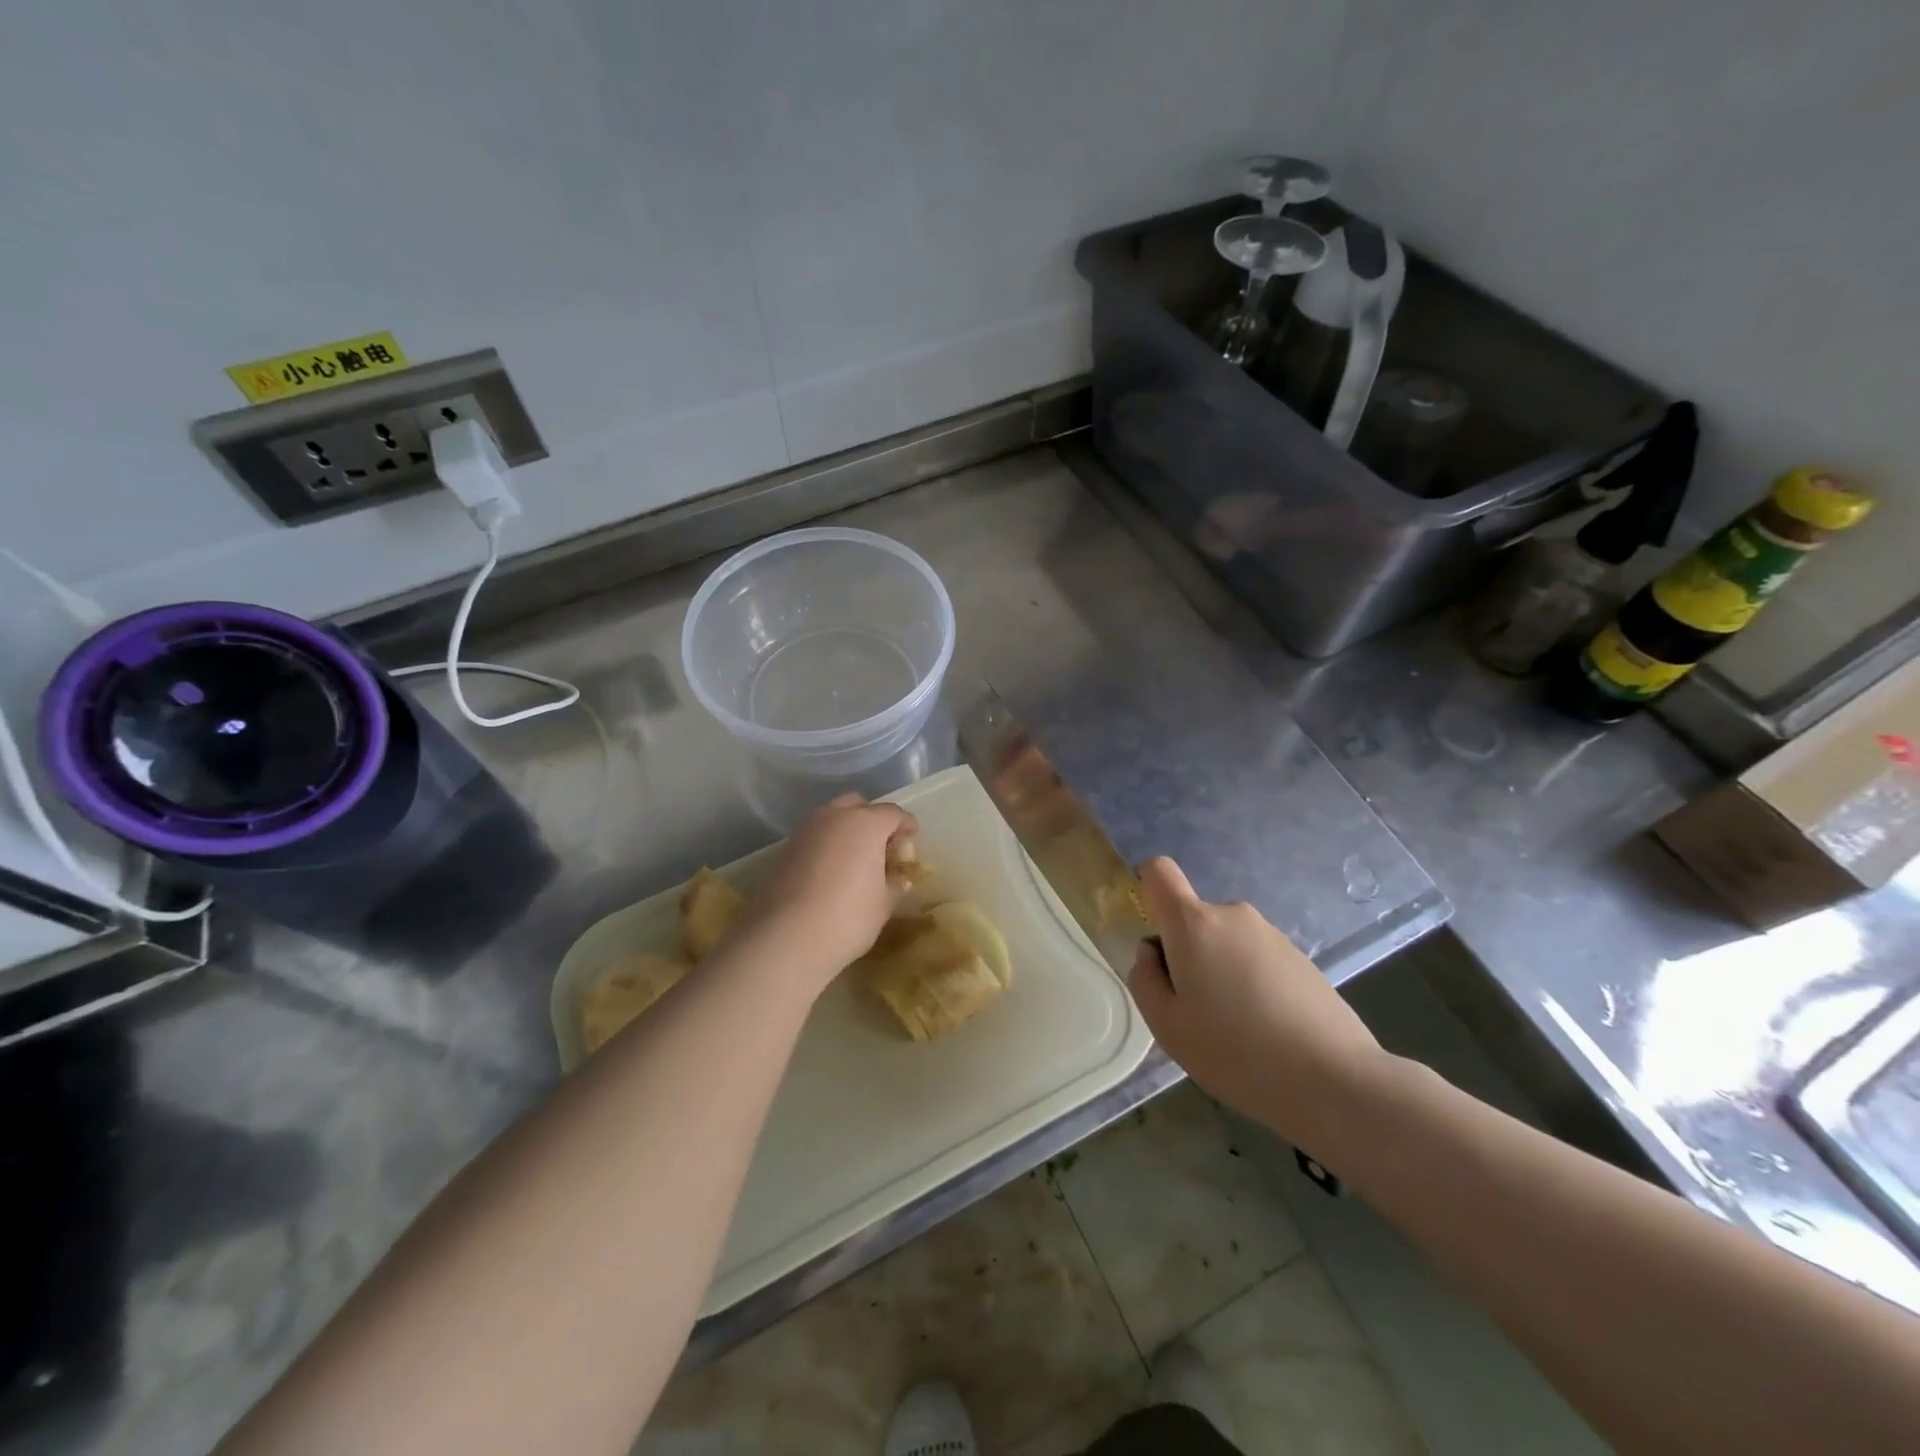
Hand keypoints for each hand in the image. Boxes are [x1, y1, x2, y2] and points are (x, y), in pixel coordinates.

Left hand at [736, 794, 918, 997]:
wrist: (787, 937)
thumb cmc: (848, 917)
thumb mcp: (883, 904)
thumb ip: (894, 885)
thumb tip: (899, 878)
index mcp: (865, 824)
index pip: (892, 814)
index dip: (906, 824)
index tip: (912, 836)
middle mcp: (834, 817)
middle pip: (858, 806)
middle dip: (872, 819)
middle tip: (882, 844)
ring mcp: (805, 831)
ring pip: (832, 818)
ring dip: (846, 831)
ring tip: (855, 859)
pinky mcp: (785, 850)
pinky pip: (814, 838)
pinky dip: (826, 846)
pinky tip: (830, 871)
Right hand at [1128, 856, 1386, 1151]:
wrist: (1333, 1080)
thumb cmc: (1234, 1051)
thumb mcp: (1167, 1025)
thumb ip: (1145, 978)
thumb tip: (1151, 952)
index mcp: (1193, 923)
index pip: (1159, 872)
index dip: (1147, 888)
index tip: (1153, 935)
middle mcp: (1232, 915)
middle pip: (1193, 919)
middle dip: (1187, 953)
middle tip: (1196, 1010)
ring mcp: (1271, 934)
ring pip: (1226, 942)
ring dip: (1221, 971)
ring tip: (1236, 1028)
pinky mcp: (1301, 958)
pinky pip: (1258, 959)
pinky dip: (1253, 983)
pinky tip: (1268, 1031)